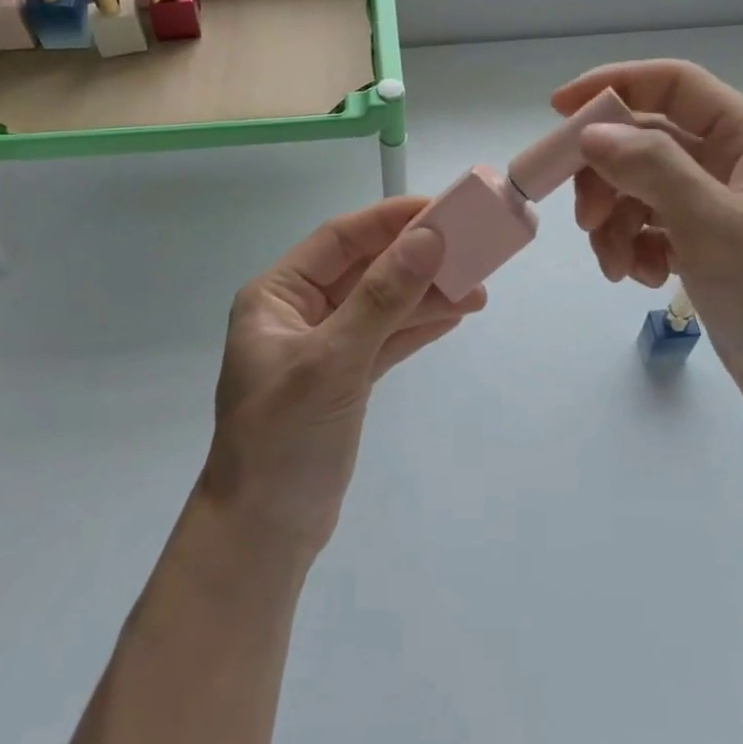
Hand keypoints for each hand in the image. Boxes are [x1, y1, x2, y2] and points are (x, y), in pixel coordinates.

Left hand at [199, 197, 486, 554]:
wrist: (265, 532)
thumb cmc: (284, 439)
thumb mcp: (333, 361)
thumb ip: (382, 298)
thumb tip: (429, 239)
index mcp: (277, 295)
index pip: (340, 240)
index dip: (390, 220)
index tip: (441, 211)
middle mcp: (300, 313)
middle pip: (366, 270)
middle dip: (417, 261)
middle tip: (472, 252)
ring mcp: (325, 347)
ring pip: (383, 306)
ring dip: (427, 296)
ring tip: (478, 290)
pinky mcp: (346, 379)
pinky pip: (387, 339)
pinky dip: (419, 327)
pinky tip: (455, 315)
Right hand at [554, 60, 742, 432]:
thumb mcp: (716, 227)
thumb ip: (653, 170)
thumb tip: (592, 132)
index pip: (674, 85)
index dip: (614, 86)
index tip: (560, 111)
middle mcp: (734, 164)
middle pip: (646, 142)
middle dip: (608, 176)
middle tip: (587, 219)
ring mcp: (720, 208)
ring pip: (642, 188)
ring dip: (616, 222)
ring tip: (617, 266)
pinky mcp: (708, 247)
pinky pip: (653, 228)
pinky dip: (636, 248)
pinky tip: (644, 279)